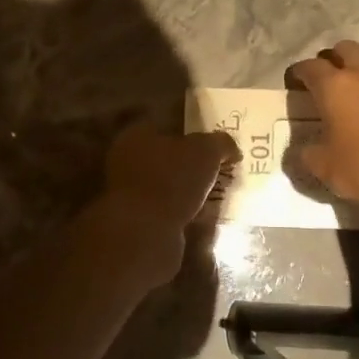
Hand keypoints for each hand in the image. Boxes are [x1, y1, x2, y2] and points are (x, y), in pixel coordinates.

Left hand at [92, 123, 238, 285]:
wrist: (145, 233)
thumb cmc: (172, 179)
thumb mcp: (206, 151)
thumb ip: (221, 143)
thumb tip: (231, 149)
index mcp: (137, 135)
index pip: (168, 125)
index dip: (194, 132)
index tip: (216, 144)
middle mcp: (127, 160)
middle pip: (168, 157)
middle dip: (193, 165)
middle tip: (221, 170)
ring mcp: (129, 193)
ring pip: (168, 186)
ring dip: (189, 191)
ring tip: (217, 195)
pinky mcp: (137, 221)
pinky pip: (167, 210)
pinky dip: (184, 212)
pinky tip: (204, 217)